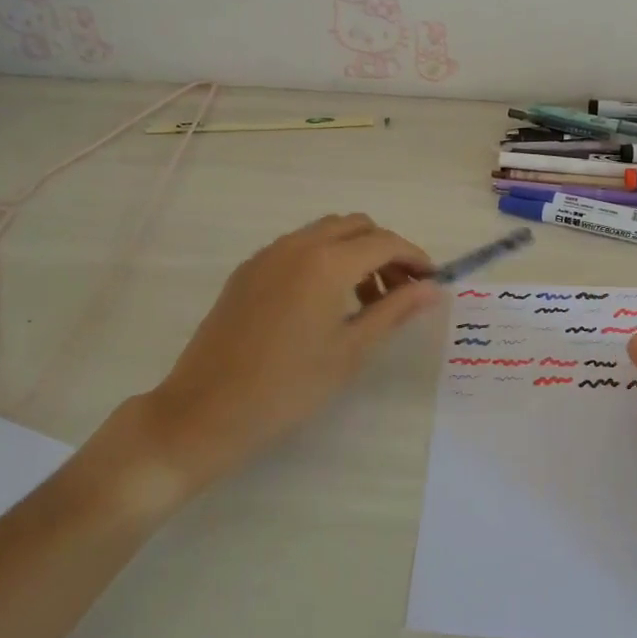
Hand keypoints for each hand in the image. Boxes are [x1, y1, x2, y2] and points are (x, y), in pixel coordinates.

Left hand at [87, 215, 437, 515]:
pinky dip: (323, 258)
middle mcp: (297, 245)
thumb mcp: (350, 352)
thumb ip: (394, 311)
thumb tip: (432, 289)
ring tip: (364, 300)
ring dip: (353, 252)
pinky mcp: (247, 270)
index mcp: (327, 262)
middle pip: (356, 226)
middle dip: (385, 250)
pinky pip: (297, 247)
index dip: (414, 257)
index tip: (431, 281)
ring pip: (324, 232)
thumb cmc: (287, 387)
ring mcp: (267, 255)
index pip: (385, 243)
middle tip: (399, 291)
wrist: (204, 411)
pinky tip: (323, 302)